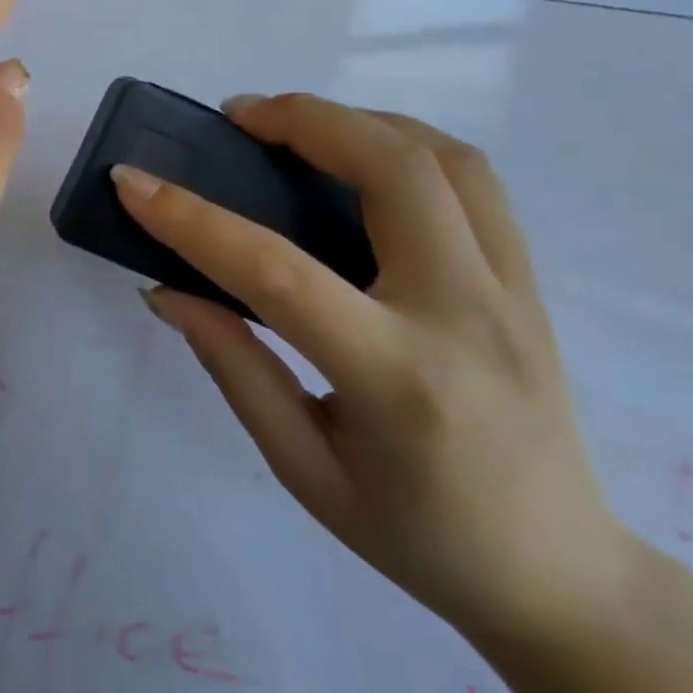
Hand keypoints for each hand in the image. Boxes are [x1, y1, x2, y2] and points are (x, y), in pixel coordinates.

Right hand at [114, 94, 632, 642]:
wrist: (559, 575)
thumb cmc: (415, 536)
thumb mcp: (303, 468)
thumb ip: (234, 367)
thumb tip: (168, 291)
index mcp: (396, 378)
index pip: (278, 272)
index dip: (193, 219)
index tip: (133, 182)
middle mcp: (465, 315)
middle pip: (393, 171)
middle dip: (304, 120)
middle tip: (237, 117)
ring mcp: (513, 291)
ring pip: (445, 158)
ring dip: (360, 120)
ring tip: (294, 126)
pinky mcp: (530, 283)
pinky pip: (473, 183)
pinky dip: (407, 145)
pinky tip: (358, 159)